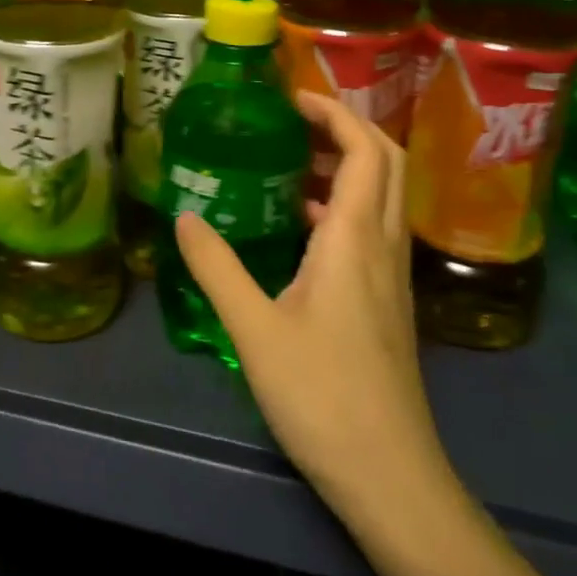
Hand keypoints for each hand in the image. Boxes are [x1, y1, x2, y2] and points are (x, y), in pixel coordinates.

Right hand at [175, 92, 455, 527]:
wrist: (390, 476)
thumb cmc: (322, 395)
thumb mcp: (254, 329)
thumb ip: (217, 267)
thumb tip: (184, 216)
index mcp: (354, 238)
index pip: (365, 150)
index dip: (335, 113)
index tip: (291, 99)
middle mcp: (382, 245)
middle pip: (386, 162)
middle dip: (346, 128)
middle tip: (293, 121)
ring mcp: (392, 276)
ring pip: (382, 196)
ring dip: (346, 166)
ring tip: (289, 163)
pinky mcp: (388, 302)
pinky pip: (372, 229)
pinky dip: (343, 205)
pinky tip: (300, 226)